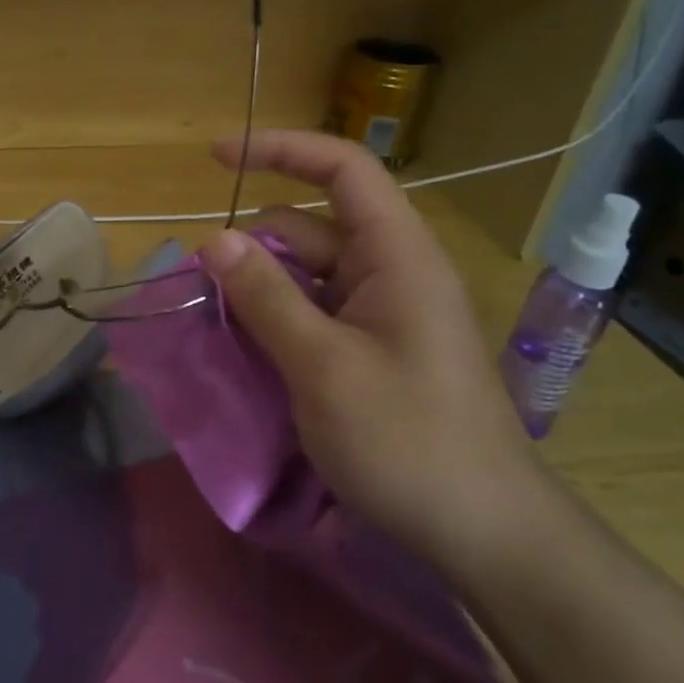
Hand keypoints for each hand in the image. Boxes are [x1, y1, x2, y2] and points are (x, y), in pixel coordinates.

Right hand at [200, 131, 546, 578]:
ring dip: (258, 287)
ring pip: (307, 275)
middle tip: (200, 285)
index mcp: (396, 257)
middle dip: (253, 243)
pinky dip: (274, 320)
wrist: (483, 533)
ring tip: (212, 321)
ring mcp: (382, 315)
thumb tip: (214, 238)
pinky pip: (313, 314)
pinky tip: (243, 349)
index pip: (344, 171)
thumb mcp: (322, 365)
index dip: (282, 150)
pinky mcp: (372, 351)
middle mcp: (391, 274)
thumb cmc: (406, 440)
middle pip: (312, 227)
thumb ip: (266, 297)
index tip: (217, 157)